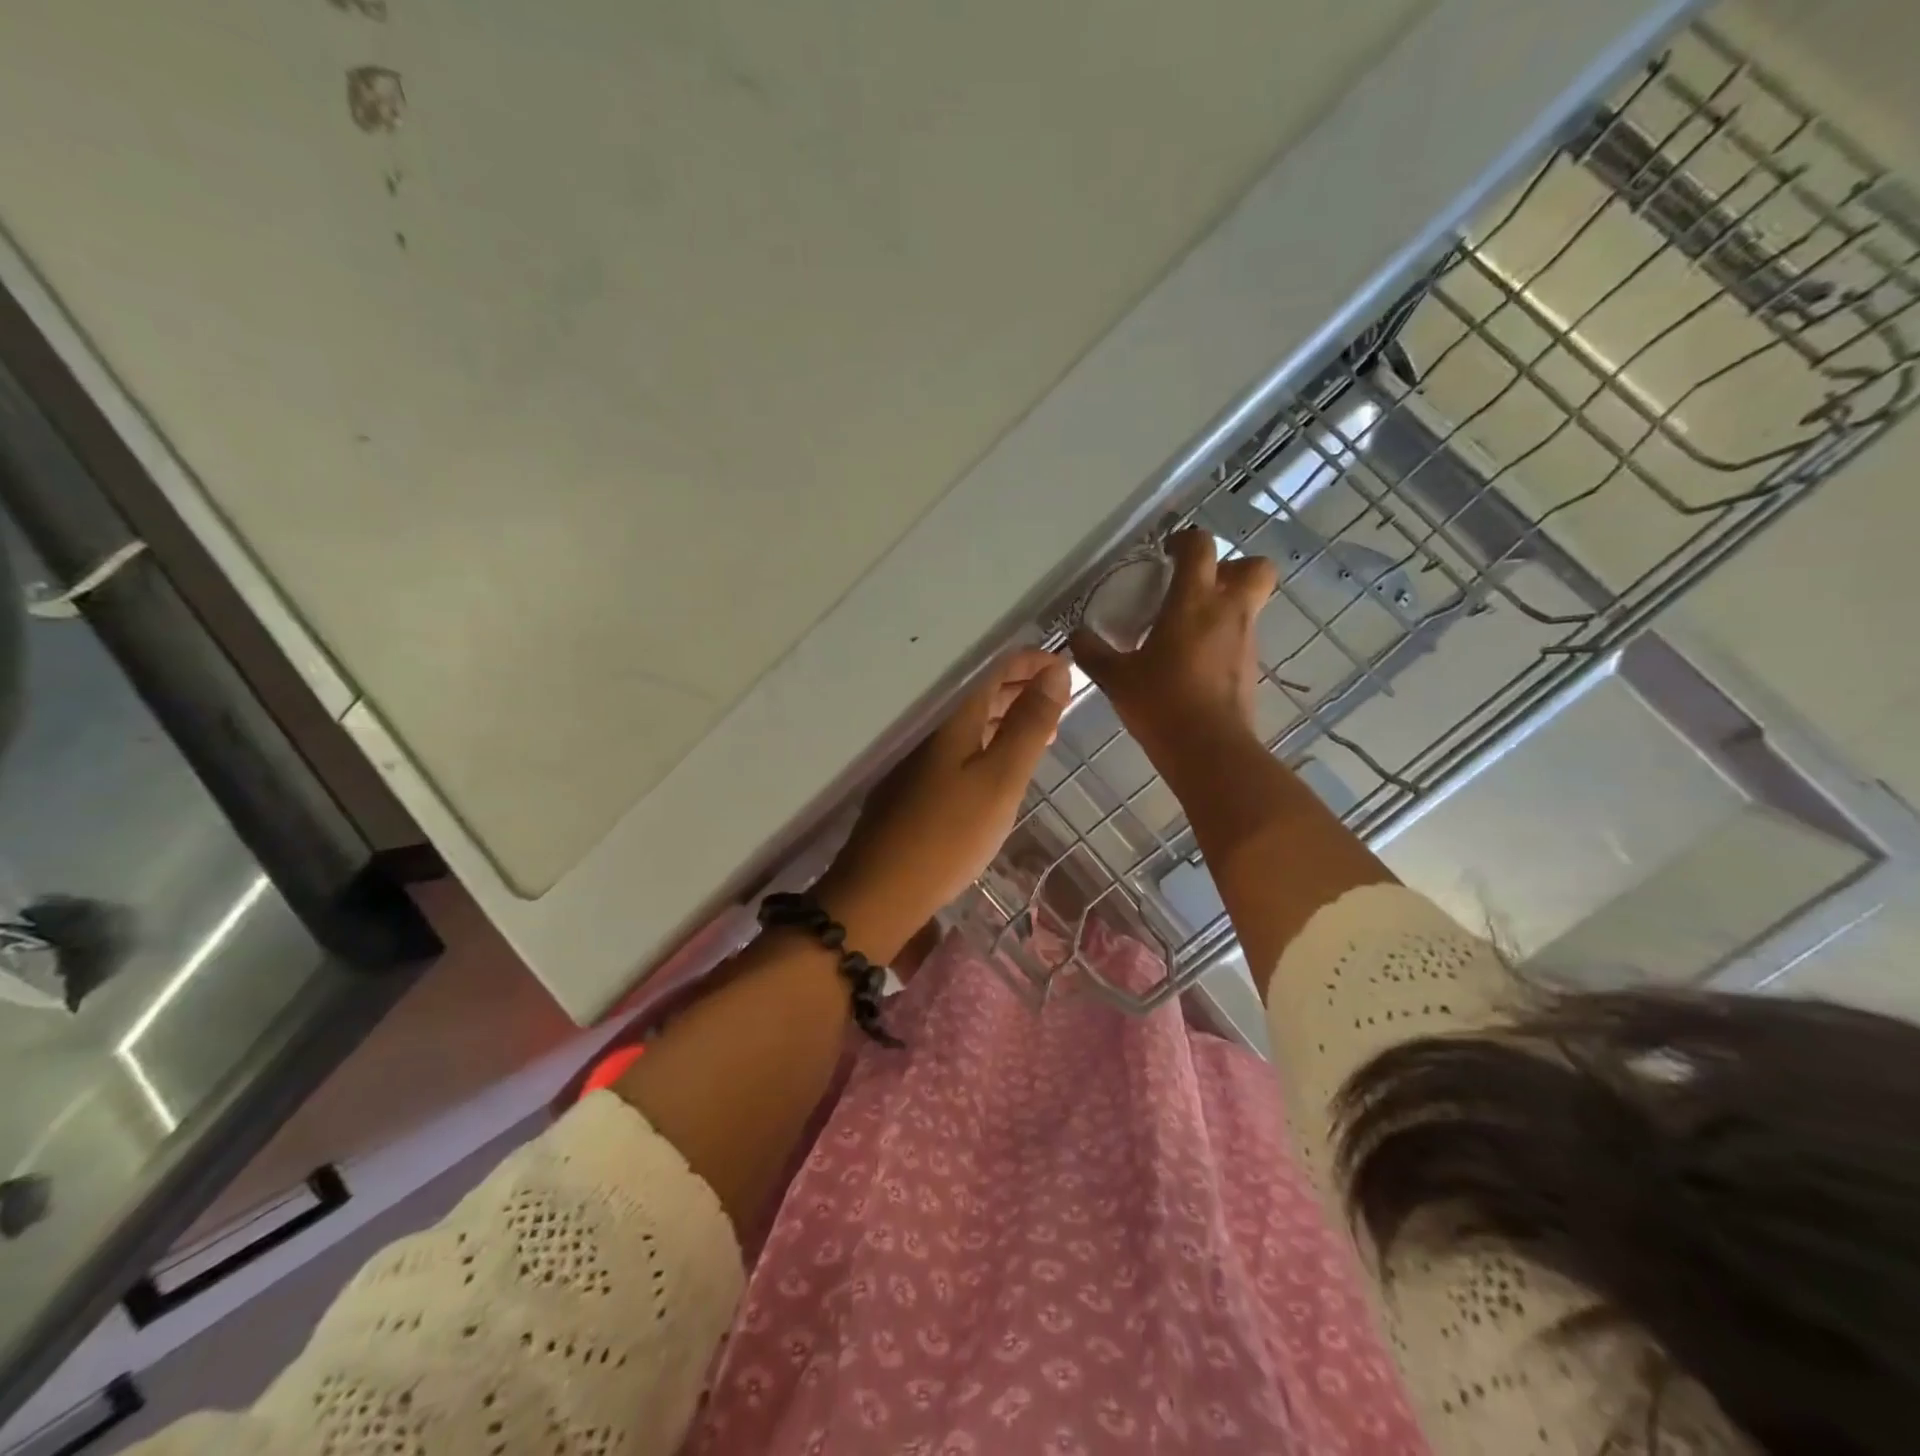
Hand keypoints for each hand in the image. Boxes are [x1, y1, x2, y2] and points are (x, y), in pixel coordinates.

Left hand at [819, 648, 1070, 954]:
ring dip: (1007, 718)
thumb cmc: (949, 834)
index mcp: (953, 715)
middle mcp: (931, 725)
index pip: (996, 666)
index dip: (1034, 662)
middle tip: (1061, 704)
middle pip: (981, 690)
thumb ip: (1029, 724)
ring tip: (1043, 733)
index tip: (1068, 668)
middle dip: (1023, 689)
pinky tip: (1000, 765)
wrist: (880, 891)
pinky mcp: (911, 782)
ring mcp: (917, 754)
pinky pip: (957, 745)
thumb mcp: (1001, 779)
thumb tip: (1056, 671)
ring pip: (969, 720)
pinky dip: (986, 743)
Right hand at [1070, 526, 1276, 756]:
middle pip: (1253, 567)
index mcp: (1194, 601)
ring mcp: (1245, 640)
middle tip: (1197, 586)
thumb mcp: (1116, 678)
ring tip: (1186, 630)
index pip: (1200, 547)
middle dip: (1231, 566)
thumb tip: (1076, 636)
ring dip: (1223, 606)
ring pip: (1248, 604)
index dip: (1185, 540)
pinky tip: (1192, 662)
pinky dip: (1222, 639)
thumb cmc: (1160, 703)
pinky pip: (1240, 637)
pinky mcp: (1250, 668)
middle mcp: (1228, 611)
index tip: (1166, 554)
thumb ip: (1093, 653)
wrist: (1208, 750)